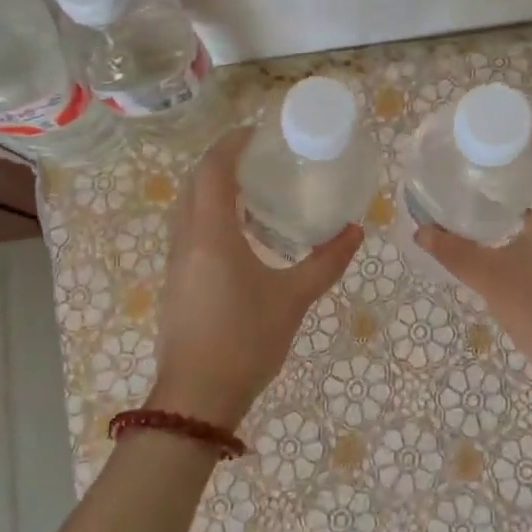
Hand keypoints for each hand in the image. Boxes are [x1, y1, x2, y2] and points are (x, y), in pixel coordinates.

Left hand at [151, 127, 362, 429]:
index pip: (212, 171)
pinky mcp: (176, 282)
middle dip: (222, 163)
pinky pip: (188, 231)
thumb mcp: (293, 299)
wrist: (197, 398)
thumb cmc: (245, 341)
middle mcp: (186, 239)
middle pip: (195, 184)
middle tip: (260, 159)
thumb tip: (356, 231)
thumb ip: (325, 262)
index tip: (257, 133)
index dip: (231, 145)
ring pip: (187, 208)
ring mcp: (176, 262)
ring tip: (253, 192)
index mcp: (212, 234)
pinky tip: (241, 236)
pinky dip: (209, 216)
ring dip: (213, 190)